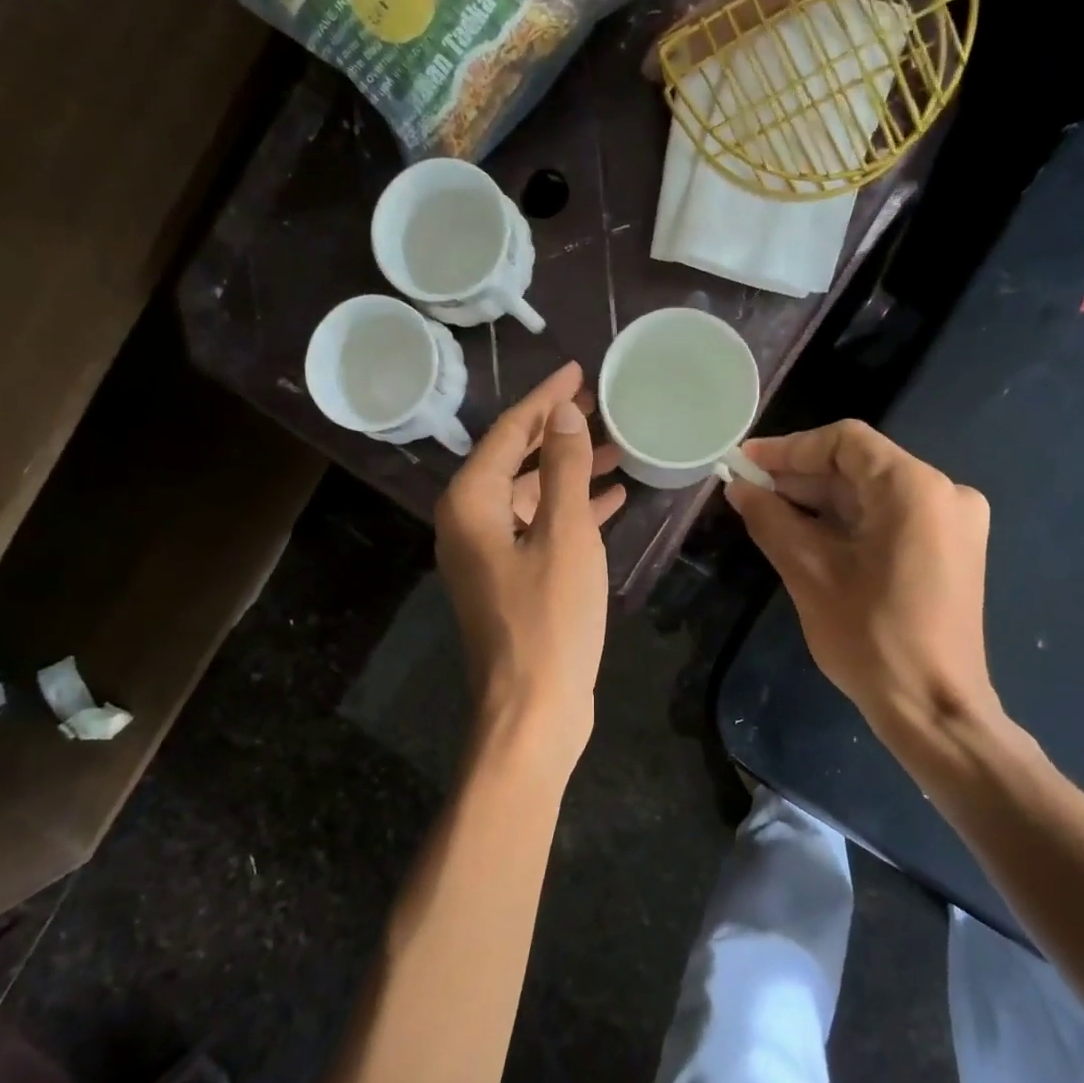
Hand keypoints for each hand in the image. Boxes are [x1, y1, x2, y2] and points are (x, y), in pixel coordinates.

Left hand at [435, 363, 625, 769]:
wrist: (534, 710)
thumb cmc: (549, 620)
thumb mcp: (564, 535)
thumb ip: (562, 469)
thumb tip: (563, 414)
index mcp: (470, 504)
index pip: (507, 432)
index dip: (544, 399)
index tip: (578, 371)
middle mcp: (468, 523)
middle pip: (513, 459)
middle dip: (556, 431)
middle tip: (599, 404)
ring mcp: (487, 554)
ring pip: (529, 494)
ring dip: (568, 470)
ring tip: (615, 446)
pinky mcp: (509, 579)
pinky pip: (539, 527)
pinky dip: (570, 509)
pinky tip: (610, 498)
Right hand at [725, 420, 1003, 743]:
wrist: (934, 709)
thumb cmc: (870, 638)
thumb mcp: (809, 572)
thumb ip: (771, 519)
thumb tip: (739, 488)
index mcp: (915, 489)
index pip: (845, 442)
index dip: (789, 448)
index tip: (745, 462)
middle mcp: (944, 493)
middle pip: (860, 466)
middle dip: (801, 477)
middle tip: (749, 491)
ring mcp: (953, 523)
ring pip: (873, 493)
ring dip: (820, 500)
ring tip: (768, 511)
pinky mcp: (950, 550)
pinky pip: (890, 518)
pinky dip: (847, 522)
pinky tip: (806, 533)